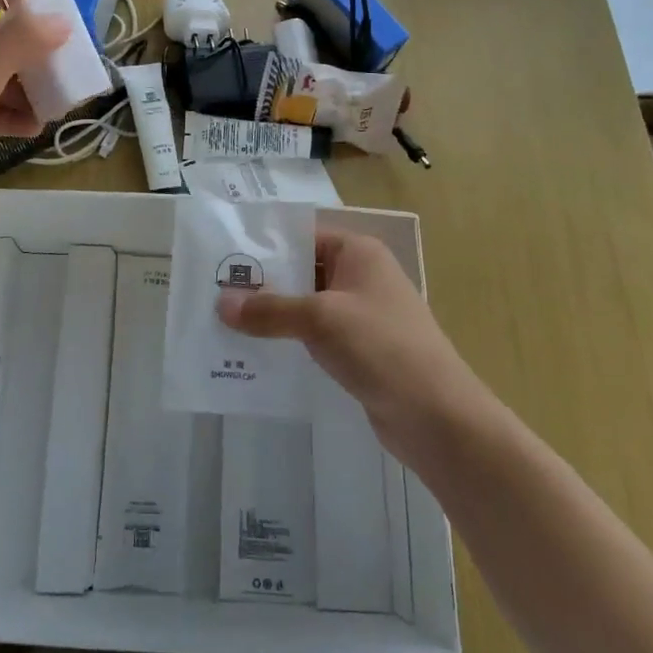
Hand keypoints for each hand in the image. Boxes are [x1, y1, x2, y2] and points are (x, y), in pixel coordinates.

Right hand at [217, 228, 488, 460]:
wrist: (438, 417)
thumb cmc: (381, 347)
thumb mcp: (320, 319)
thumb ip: (269, 309)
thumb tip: (220, 303)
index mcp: (358, 253)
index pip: (303, 236)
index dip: (266, 246)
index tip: (224, 257)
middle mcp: (361, 277)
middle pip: (302, 271)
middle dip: (263, 284)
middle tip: (214, 293)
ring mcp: (362, 315)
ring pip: (307, 306)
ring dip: (273, 316)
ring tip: (226, 324)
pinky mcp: (361, 350)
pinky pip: (316, 336)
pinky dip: (290, 341)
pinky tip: (257, 354)